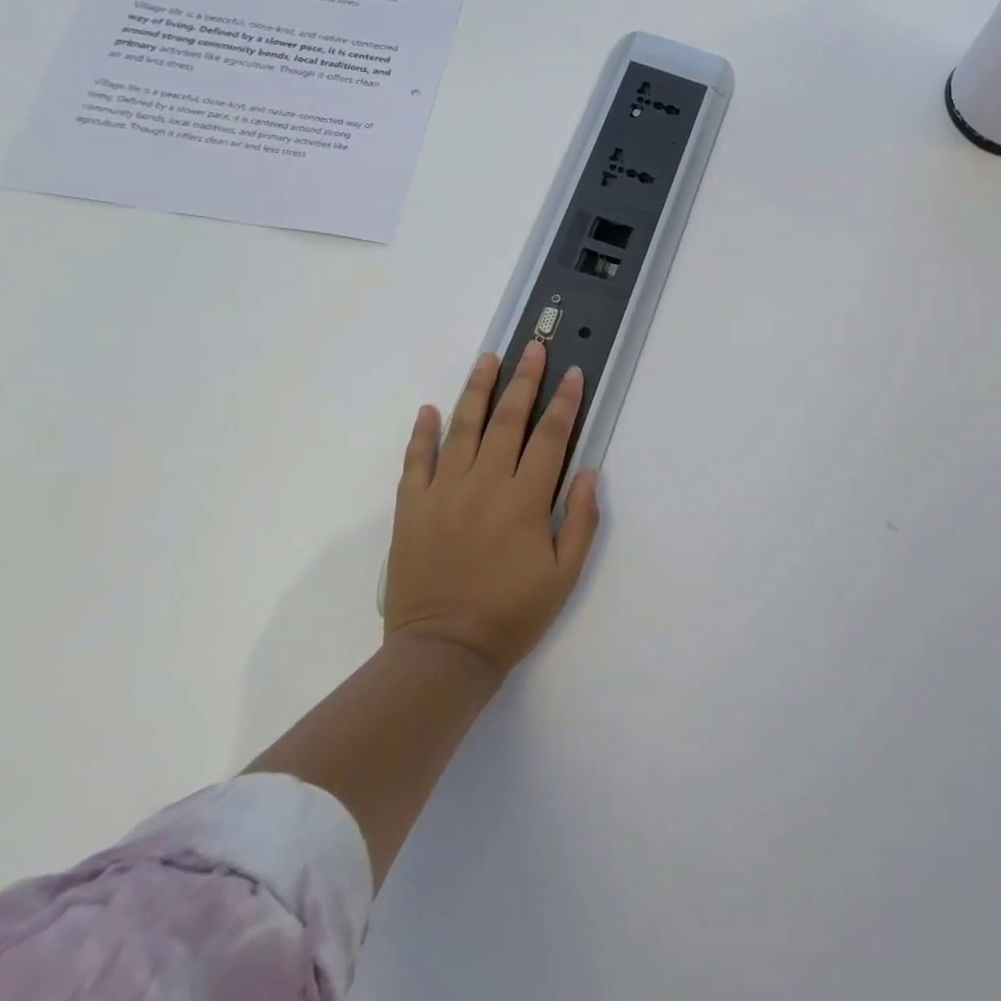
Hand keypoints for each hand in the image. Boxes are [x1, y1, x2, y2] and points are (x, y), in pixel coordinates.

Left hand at [384, 342, 601, 676]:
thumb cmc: (512, 615)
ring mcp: (444, 492)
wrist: (443, 652)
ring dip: (476, 390)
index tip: (572, 373)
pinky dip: (423, 433)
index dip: (564, 402)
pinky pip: (416, 460)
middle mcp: (485, 484)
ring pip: (462, 428)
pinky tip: (430, 409)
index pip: (550, 436)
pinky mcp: (412, 507)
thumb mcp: (564, 576)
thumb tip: (588, 472)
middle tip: (532, 349)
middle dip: (524, 380)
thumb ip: (580, 520)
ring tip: (488, 359)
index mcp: (525, 500)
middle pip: (507, 419)